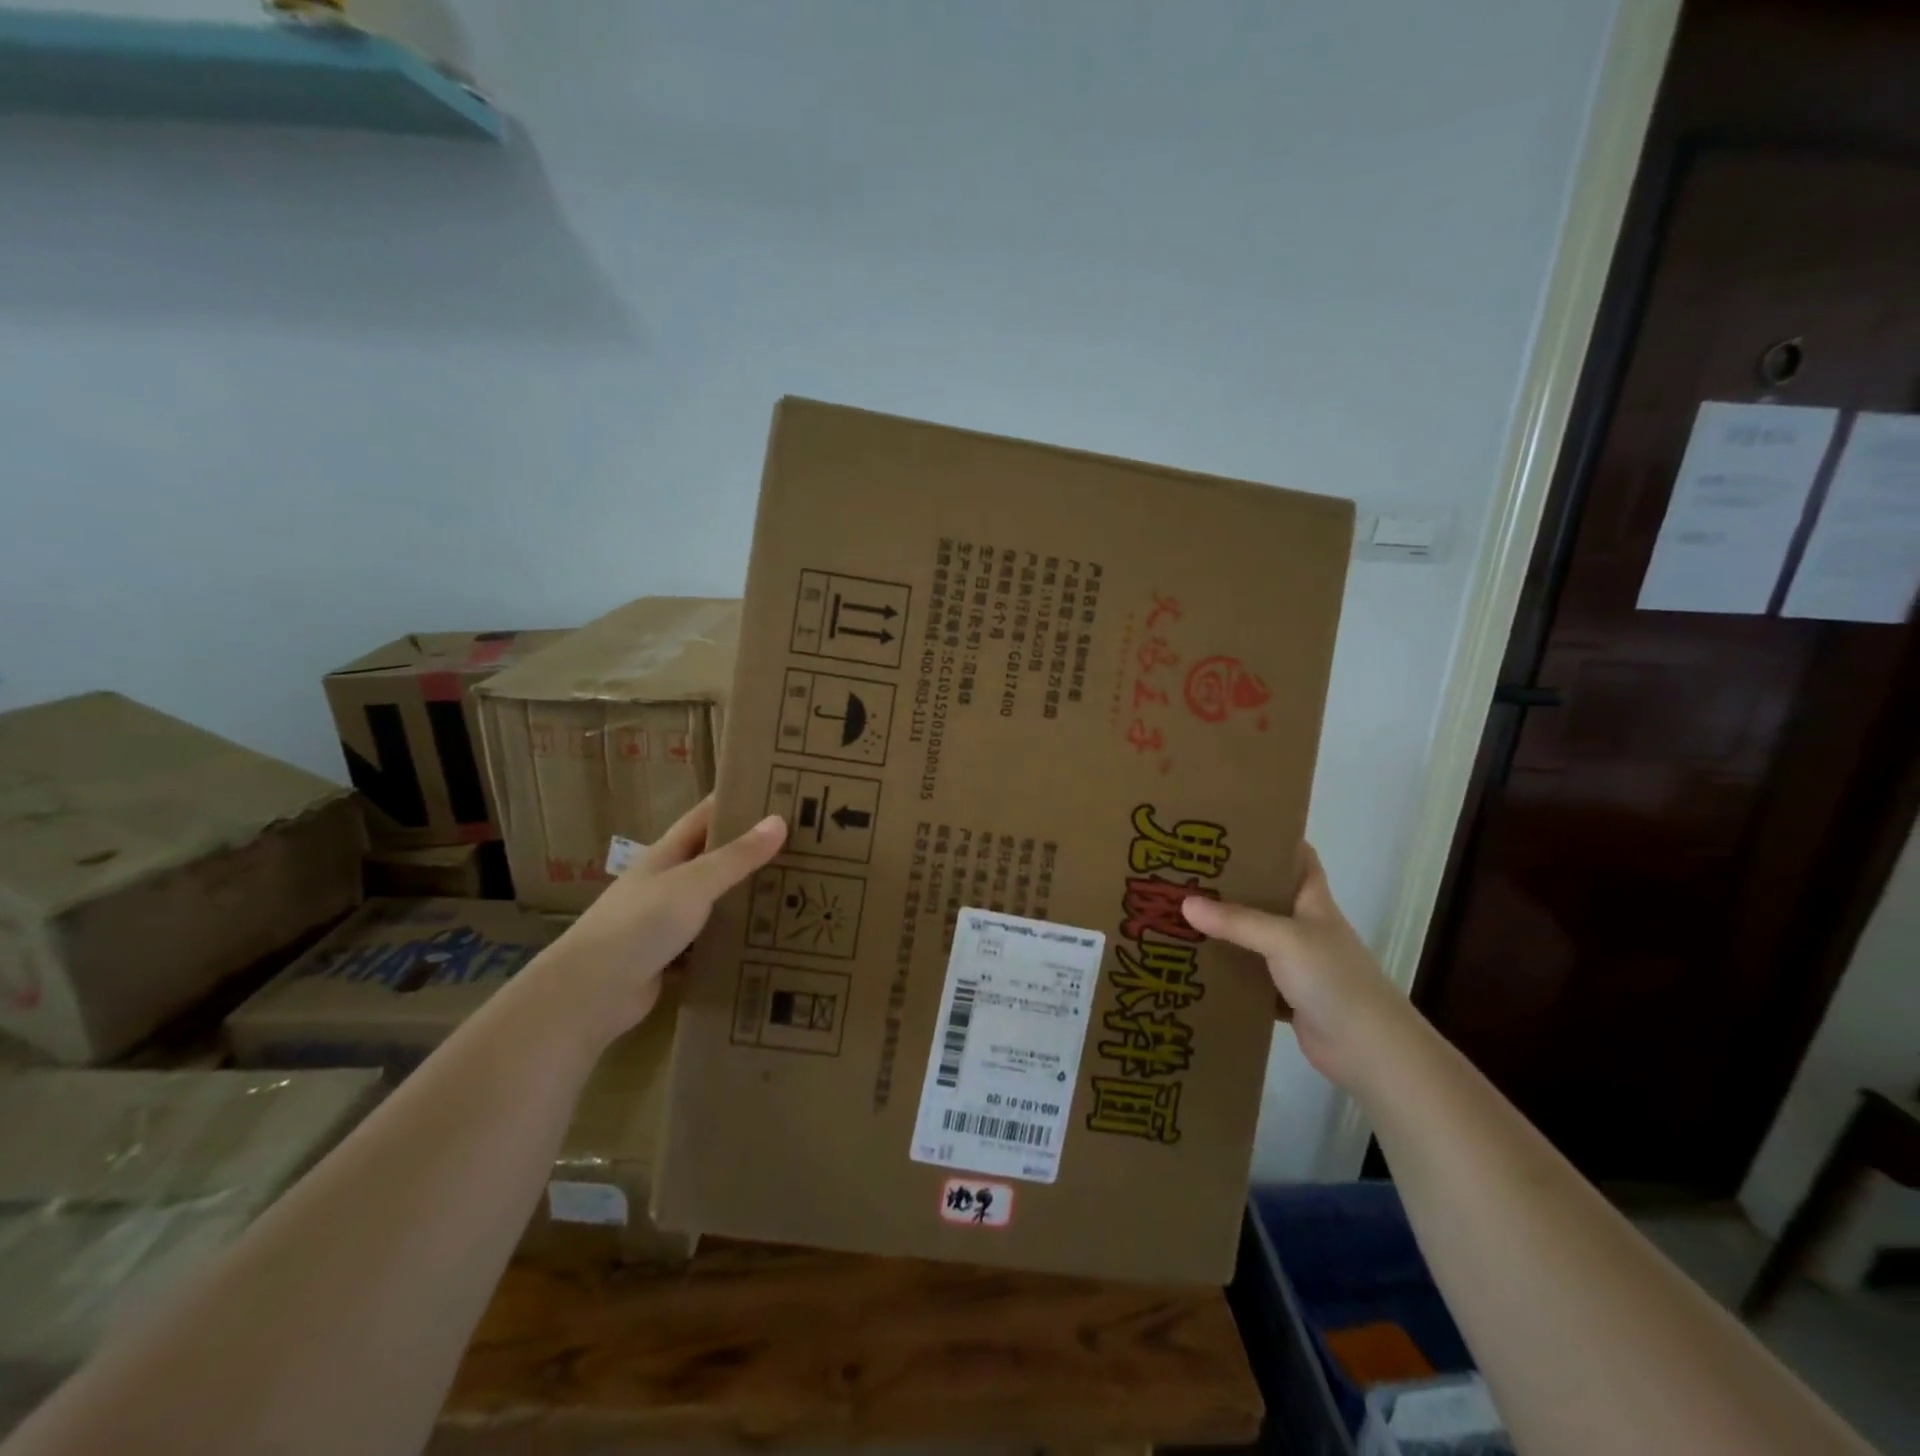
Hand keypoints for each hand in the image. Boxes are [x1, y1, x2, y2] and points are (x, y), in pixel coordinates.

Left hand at [538, 798, 786, 1042]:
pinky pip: (711, 940)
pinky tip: (767, 937)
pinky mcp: (671, 957)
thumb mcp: (694, 883)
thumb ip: (736, 856)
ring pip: (715, 900)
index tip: (777, 792)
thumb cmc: (639, 924)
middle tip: (801, 844)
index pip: (706, 816)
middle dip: (751, 849)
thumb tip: (779, 821)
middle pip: (714, 857)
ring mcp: (666, 921)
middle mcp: (666, 882)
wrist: (590, 993)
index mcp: (667, 854)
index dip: (737, 801)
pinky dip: (734, 936)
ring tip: (795, 888)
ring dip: (746, 894)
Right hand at [1181, 843, 1418, 1091]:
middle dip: (1229, 885)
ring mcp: (1296, 963)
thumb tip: (1184, 903)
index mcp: (1312, 901)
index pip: (1297, 857)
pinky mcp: (1285, 996)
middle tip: (1185, 872)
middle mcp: (1304, 927)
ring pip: (1252, 938)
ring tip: (1177, 914)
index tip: (1229, 829)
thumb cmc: (1334, 979)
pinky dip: (1226, 972)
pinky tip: (1194, 966)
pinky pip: (1248, 977)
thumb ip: (1236, 921)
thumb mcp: (1284, 939)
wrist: (1370, 1050)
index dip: (1270, 839)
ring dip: (1223, 930)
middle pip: (1265, 896)